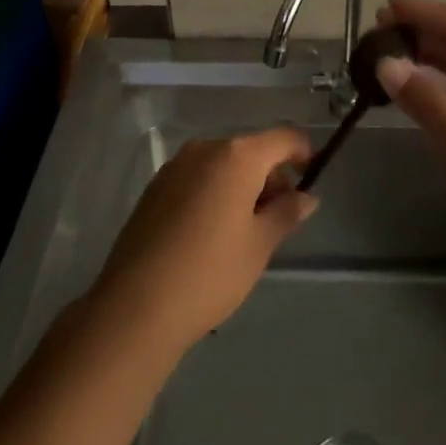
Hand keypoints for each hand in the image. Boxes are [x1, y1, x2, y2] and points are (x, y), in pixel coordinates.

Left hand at [89, 127, 317, 355]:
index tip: (311, 176)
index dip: (302, 152)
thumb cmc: (210, 273)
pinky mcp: (155, 187)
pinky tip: (211, 232)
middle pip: (250, 150)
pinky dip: (214, 191)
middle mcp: (206, 148)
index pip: (282, 137)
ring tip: (245, 230)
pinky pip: (197, 177)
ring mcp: (176, 166)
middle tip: (278, 217)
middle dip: (270, 175)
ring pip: (222, 164)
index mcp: (237, 155)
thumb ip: (286, 213)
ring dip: (242, 184)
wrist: (135, 307)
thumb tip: (306, 196)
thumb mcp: (259, 245)